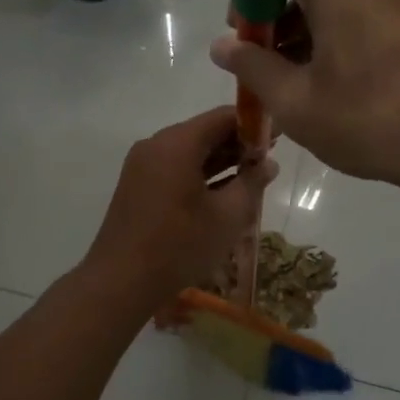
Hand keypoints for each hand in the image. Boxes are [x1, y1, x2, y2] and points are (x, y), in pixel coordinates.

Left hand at [82, 106, 276, 304]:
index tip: (278, 138)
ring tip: (251, 179)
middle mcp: (156, 145)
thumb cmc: (179, 245)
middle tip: (268, 161)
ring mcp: (142, 165)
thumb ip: (252, 183)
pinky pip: (174, 168)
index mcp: (177, 144)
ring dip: (220, 161)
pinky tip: (221, 194)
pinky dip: (199, 174)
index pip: (222, 117)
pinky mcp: (136, 185)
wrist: (120, 281)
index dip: (253, 125)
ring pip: (189, 152)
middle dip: (237, 144)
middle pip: (204, 132)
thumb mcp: (227, 216)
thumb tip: (268, 163)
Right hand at [209, 0, 399, 192]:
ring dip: (313, 31)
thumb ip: (252, 66)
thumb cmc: (372, 119)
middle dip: (278, 18)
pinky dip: (348, 36)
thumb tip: (222, 45)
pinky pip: (374, 12)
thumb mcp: (297, 101)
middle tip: (269, 69)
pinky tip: (348, 84)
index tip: (245, 37)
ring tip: (306, 85)